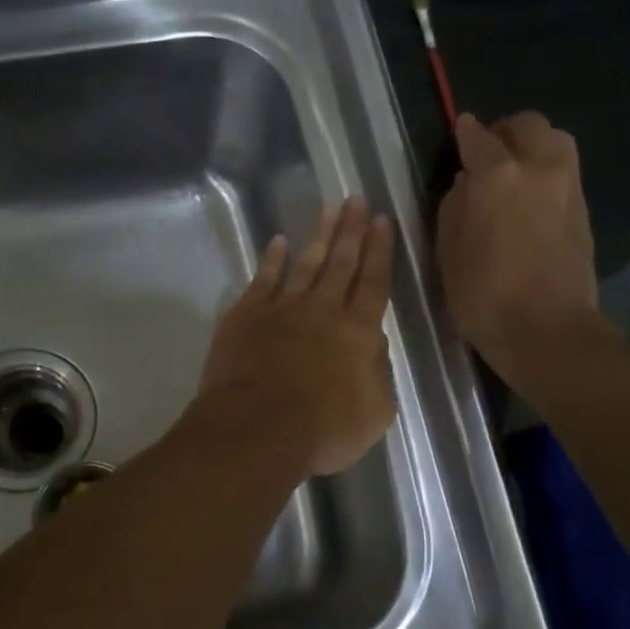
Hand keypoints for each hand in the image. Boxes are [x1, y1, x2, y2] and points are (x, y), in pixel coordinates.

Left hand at [195, 197, 396, 478]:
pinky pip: (264, 278)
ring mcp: (282, 308)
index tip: (383, 221)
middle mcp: (323, 310)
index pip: (374, 282)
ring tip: (330, 207)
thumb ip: (377, 372)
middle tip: (357, 198)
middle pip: (341, 262)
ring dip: (319, 234)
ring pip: (305, 262)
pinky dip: (272, 259)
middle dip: (352, 229)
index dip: (380, 251)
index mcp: (359, 332)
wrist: (258, 429)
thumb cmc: (324, 430)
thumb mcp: (375, 411)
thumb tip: (371, 345)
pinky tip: (279, 241)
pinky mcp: (246, 315)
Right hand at [436, 112, 604, 376]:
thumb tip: (467, 183)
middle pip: (527, 124)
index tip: (459, 132)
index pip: (478, 136)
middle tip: (487, 154)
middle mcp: (538, 168)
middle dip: (504, 132)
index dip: (465, 132)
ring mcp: (568, 186)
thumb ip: (454, 206)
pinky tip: (530, 198)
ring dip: (532, 146)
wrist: (547, 331)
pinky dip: (546, 171)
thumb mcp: (447, 252)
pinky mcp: (584, 210)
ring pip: (555, 140)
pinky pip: (564, 170)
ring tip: (513, 173)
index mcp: (497, 175)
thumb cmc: (483, 296)